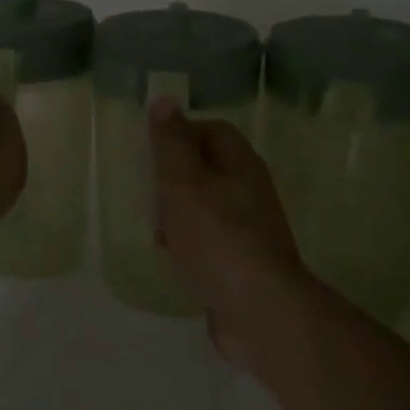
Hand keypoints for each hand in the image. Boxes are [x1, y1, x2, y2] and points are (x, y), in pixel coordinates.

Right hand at [148, 97, 308, 369]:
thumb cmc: (216, 236)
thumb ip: (171, 142)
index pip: (211, 130)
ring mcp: (250, 229)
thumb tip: (165, 99)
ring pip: (206, 207)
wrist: (260, 310)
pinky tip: (176, 261)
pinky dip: (190, 246)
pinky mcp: (244, 263)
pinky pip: (211, 242)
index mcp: (239, 163)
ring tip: (158, 233)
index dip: (179, 135)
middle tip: (150, 197)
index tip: (151, 155)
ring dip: (178, 216)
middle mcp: (250, 190)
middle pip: (206, 169)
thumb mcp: (183, 181)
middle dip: (173, 180)